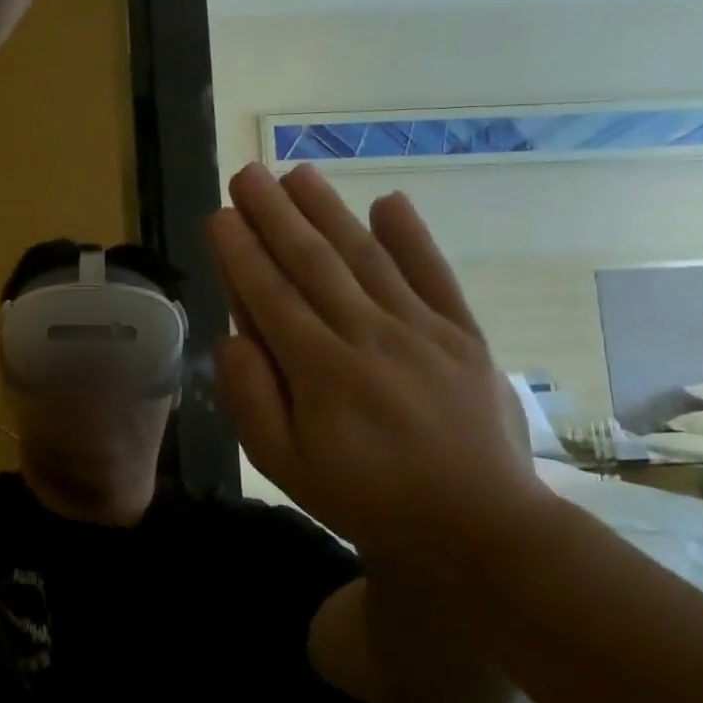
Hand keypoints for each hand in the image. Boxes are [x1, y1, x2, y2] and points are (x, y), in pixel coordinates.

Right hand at [207, 164, 553, 571]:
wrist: (481, 529)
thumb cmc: (370, 499)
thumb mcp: (287, 467)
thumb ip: (252, 400)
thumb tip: (230, 337)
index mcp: (321, 371)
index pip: (270, 296)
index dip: (241, 252)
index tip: (221, 214)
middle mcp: (368, 336)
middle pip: (312, 263)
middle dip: (275, 215)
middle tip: (248, 174)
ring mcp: (421, 330)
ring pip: (366, 257)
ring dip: (329, 211)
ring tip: (298, 173)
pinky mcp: (462, 334)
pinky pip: (435, 277)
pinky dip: (413, 238)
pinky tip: (389, 201)